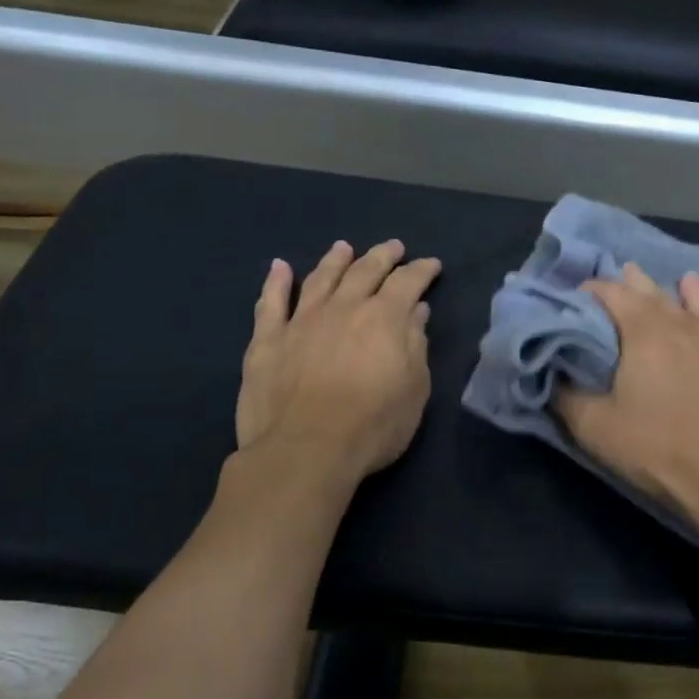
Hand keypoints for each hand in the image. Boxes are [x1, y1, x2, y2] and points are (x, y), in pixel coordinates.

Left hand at [234, 238, 441, 487]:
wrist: (305, 451)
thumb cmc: (372, 426)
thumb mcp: (414, 389)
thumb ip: (415, 345)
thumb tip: (416, 312)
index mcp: (383, 318)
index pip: (407, 283)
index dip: (421, 271)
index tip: (432, 265)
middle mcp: (342, 308)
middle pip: (364, 272)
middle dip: (382, 256)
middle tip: (394, 247)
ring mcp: (300, 321)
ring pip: (320, 279)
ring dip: (335, 261)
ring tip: (344, 248)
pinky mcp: (267, 340)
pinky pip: (271, 303)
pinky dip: (276, 282)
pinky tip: (280, 267)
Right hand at [556, 264, 698, 523]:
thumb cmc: (660, 450)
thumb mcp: (596, 430)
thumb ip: (568, 398)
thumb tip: (553, 377)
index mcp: (646, 333)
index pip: (613, 295)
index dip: (592, 290)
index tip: (578, 294)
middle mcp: (690, 326)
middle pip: (658, 294)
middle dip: (637, 282)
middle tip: (627, 272)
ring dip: (694, 293)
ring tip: (687, 279)